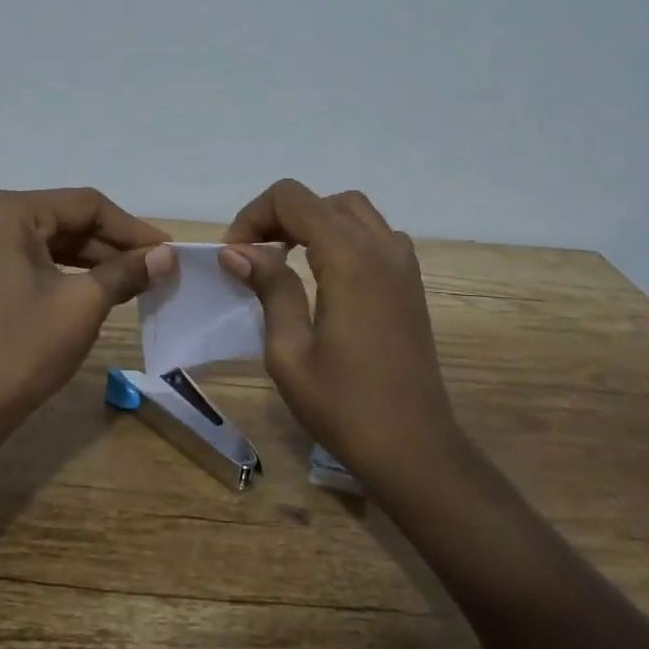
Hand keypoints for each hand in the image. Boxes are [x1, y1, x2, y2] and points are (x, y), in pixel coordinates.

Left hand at [0, 188, 174, 432]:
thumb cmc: (23, 349)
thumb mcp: (83, 305)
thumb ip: (127, 271)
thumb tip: (167, 255)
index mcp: (7, 212)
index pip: (84, 205)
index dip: (131, 228)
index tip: (168, 249)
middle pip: (64, 219)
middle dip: (112, 244)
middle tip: (155, 266)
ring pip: (47, 240)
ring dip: (91, 258)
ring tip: (134, 278)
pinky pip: (28, 259)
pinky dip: (63, 270)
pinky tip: (95, 287)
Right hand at [220, 179, 459, 491]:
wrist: (414, 449)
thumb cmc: (344, 406)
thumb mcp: (290, 351)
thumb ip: (269, 288)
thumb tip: (237, 250)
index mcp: (350, 258)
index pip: (293, 199)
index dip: (254, 215)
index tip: (235, 255)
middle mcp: (381, 247)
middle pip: (322, 200)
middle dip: (280, 216)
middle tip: (254, 256)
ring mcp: (403, 263)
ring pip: (351, 211)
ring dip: (313, 221)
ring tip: (285, 259)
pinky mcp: (411, 282)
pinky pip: (375, 234)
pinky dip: (343, 236)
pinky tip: (325, 274)